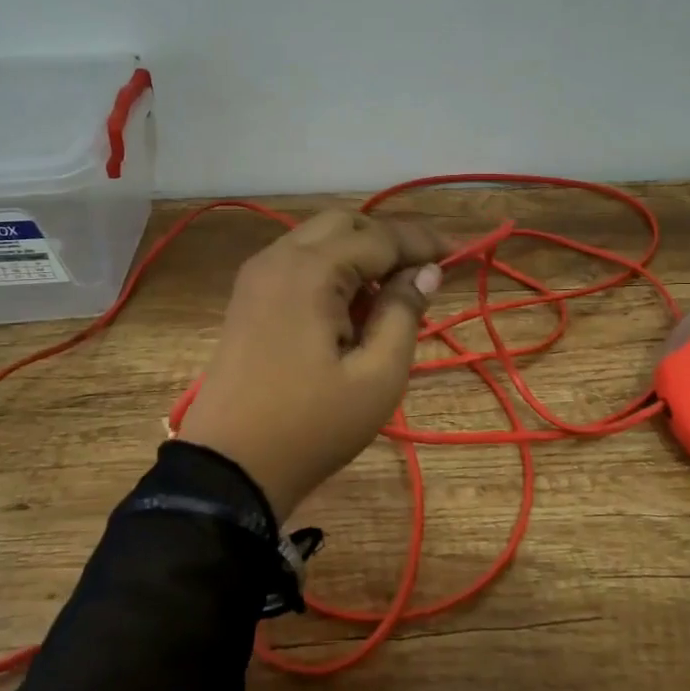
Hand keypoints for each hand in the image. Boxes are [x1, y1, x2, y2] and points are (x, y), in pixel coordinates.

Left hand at [176, 210, 446, 520]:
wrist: (229, 467)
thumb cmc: (311, 426)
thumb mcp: (377, 377)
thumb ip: (404, 314)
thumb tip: (426, 272)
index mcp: (310, 271)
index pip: (379, 238)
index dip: (423, 243)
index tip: (459, 254)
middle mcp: (278, 258)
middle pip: (344, 223)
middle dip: (388, 240)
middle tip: (423, 274)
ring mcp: (257, 275)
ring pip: (318, 239)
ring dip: (358, 253)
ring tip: (390, 296)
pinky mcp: (247, 296)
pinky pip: (297, 262)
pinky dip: (330, 269)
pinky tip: (350, 308)